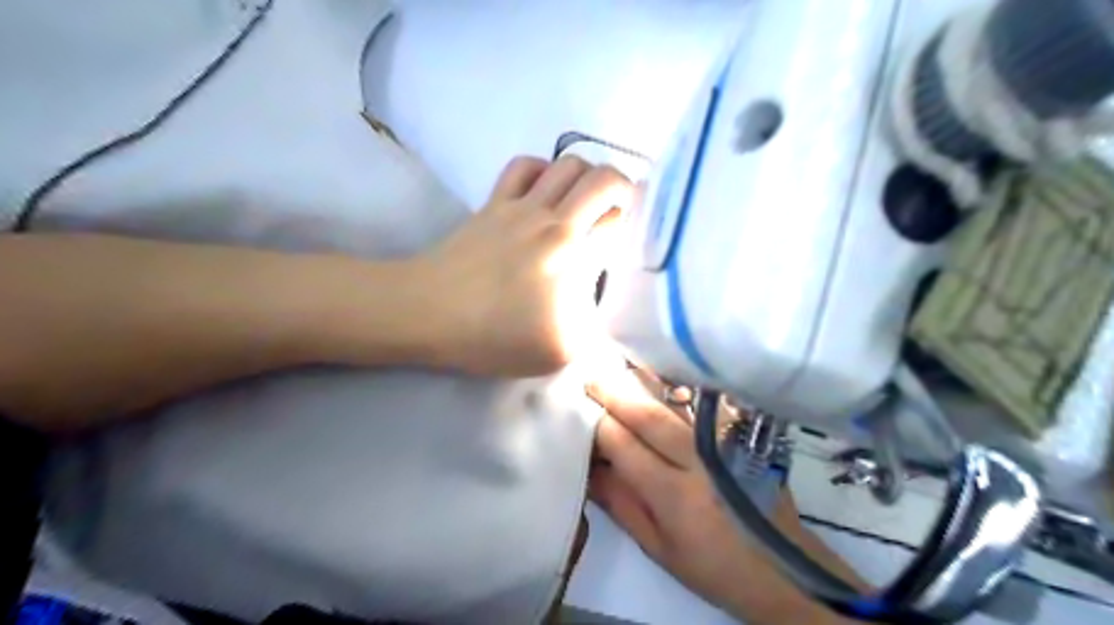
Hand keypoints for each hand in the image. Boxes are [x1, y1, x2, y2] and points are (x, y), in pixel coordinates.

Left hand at [421, 155, 629, 376]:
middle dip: (622, 189)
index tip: (633, 239)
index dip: (633, 224)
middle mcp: (552, 218)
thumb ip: (598, 331)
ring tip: (585, 204)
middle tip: (619, 214)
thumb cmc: (494, 335)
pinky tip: (544, 193)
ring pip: (566, 163)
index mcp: (573, 253)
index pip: (619, 218)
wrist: (428, 313)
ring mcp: (519, 205)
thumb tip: (610, 311)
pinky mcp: (492, 203)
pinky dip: (544, 170)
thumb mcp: (560, 352)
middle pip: (601, 176)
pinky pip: (524, 166)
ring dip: (586, 177)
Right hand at [583, 370, 860, 621]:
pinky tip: (659, 377)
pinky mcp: (742, 433)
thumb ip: (620, 504)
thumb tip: (589, 466)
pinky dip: (677, 386)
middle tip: (590, 378)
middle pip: (648, 413)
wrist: (784, 567)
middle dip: (614, 392)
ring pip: (676, 400)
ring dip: (644, 381)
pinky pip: (703, 401)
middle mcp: (700, 460)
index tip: (578, 411)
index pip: (624, 444)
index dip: (598, 425)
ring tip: (618, 368)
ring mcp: (725, 441)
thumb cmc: (714, 565)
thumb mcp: (658, 548)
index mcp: (675, 495)